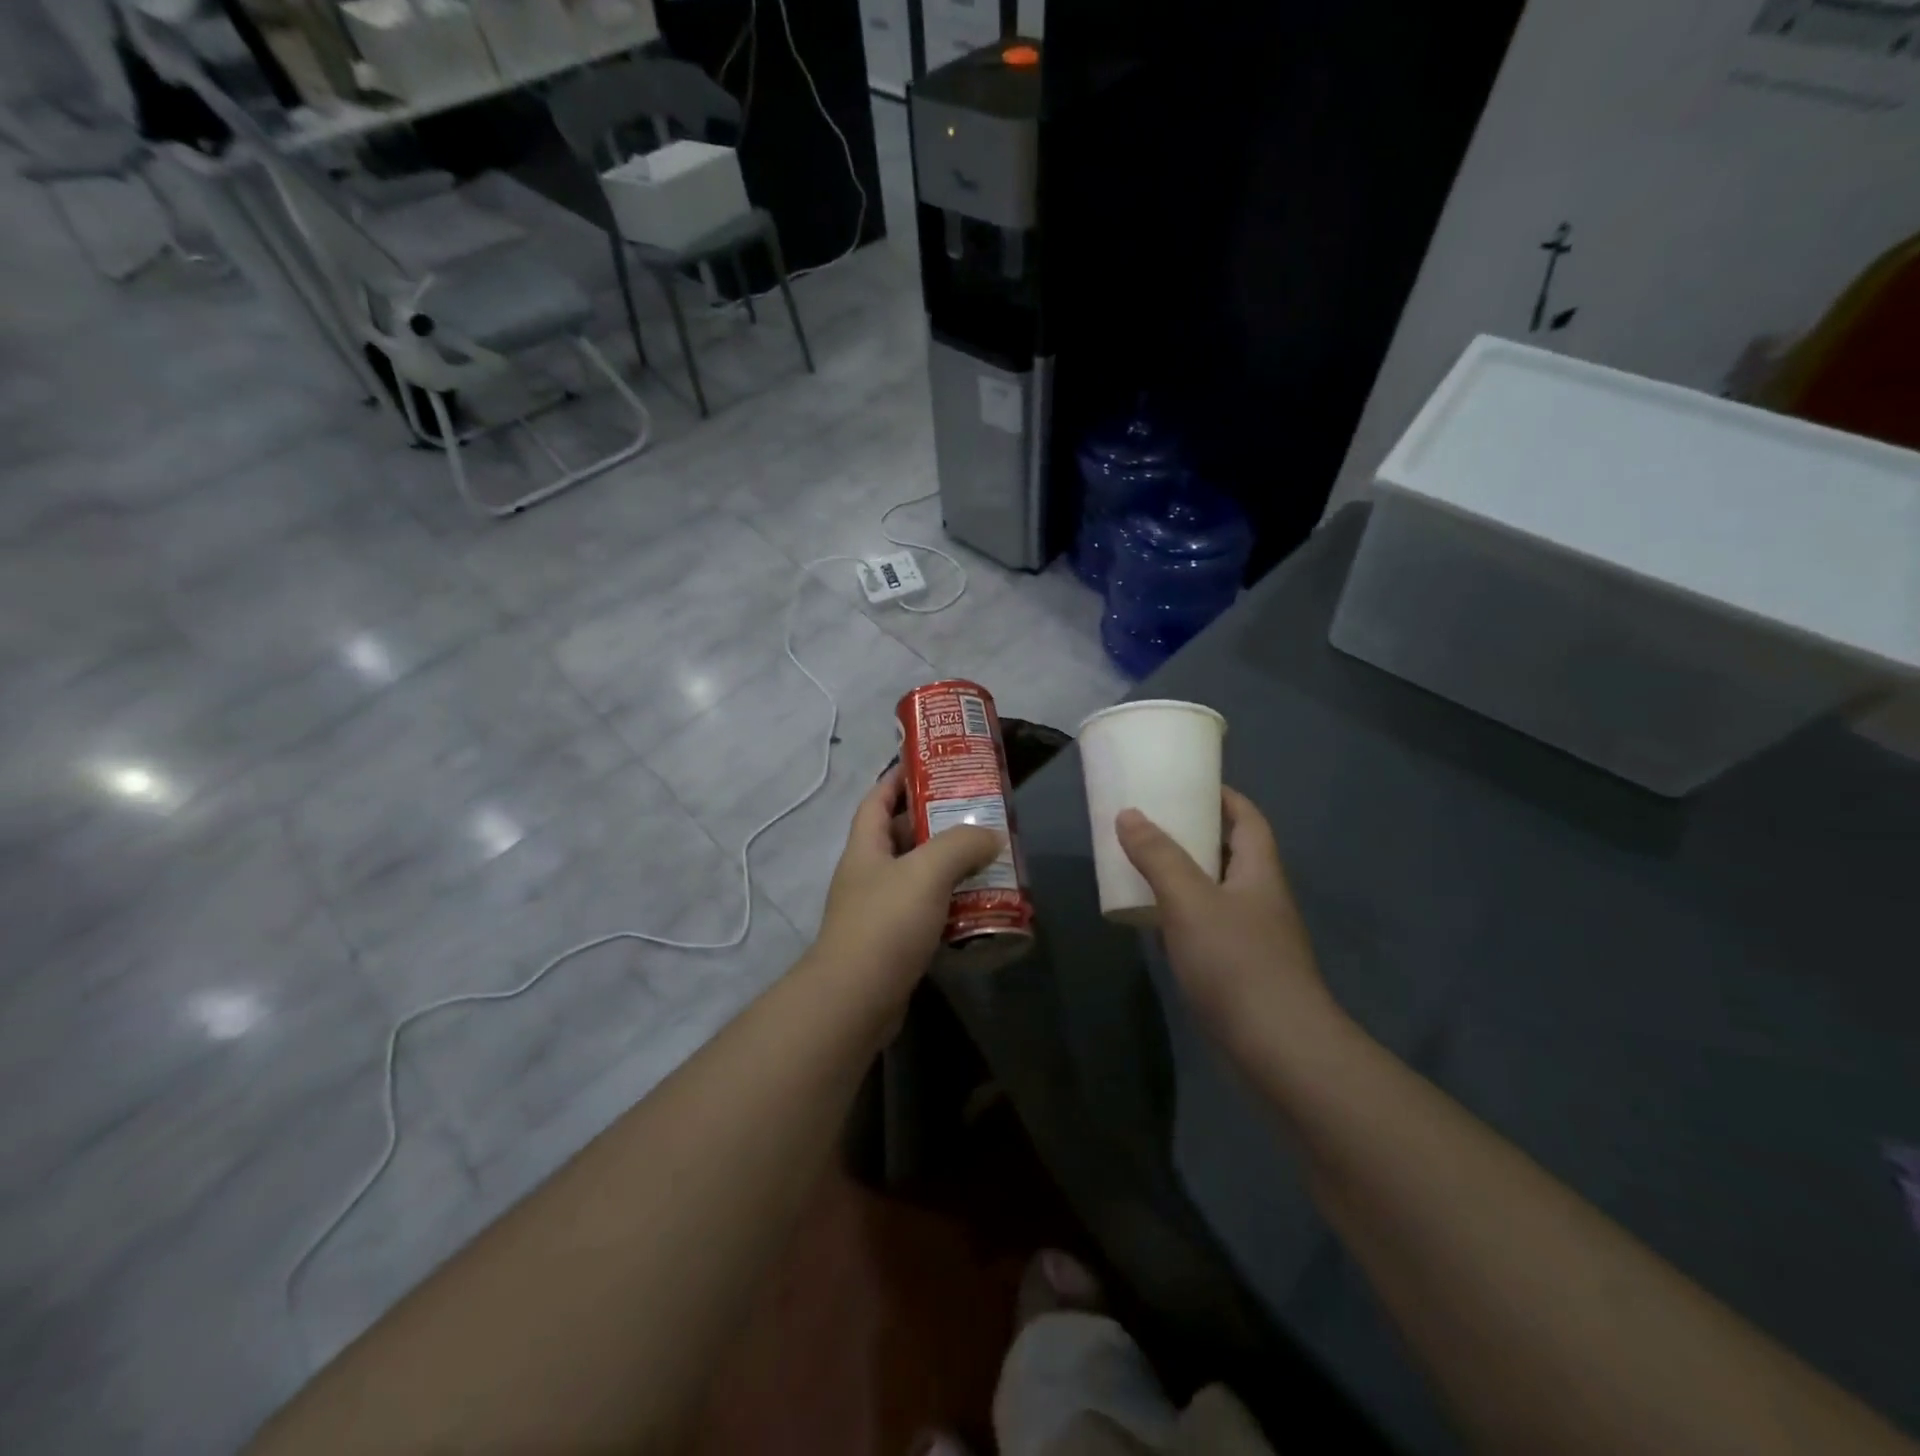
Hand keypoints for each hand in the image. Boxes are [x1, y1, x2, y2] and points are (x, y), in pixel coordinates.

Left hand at [814, 767, 1002, 997]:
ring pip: (918, 877)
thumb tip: (990, 835)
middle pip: (902, 837)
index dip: (897, 779)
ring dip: (949, 867)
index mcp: (866, 848)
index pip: (877, 800)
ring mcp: (879, 911)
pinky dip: (950, 905)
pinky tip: (978, 905)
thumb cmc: (885, 924)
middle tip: (976, 815)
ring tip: (988, 858)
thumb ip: (960, 846)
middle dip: (936, 824)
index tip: (929, 766)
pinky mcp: (893, 944)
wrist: (855, 1000)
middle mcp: (869, 875)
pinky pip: (926, 913)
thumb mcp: (926, 872)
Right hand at [1116, 788, 1336, 1052]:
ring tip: (1144, 864)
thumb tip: (1129, 814)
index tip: (1186, 784)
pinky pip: (1208, 925)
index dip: (1222, 796)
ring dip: (1185, 875)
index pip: (1247, 818)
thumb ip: (1158, 856)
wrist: (1278, 1049)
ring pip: (1217, 890)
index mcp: (1259, 871)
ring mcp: (1254, 936)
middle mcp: (1261, 898)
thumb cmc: (1236, 962)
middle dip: (1195, 833)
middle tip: (1151, 822)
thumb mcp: (1189, 900)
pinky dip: (1183, 913)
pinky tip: (1155, 921)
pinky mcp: (1240, 970)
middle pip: (1231, 852)